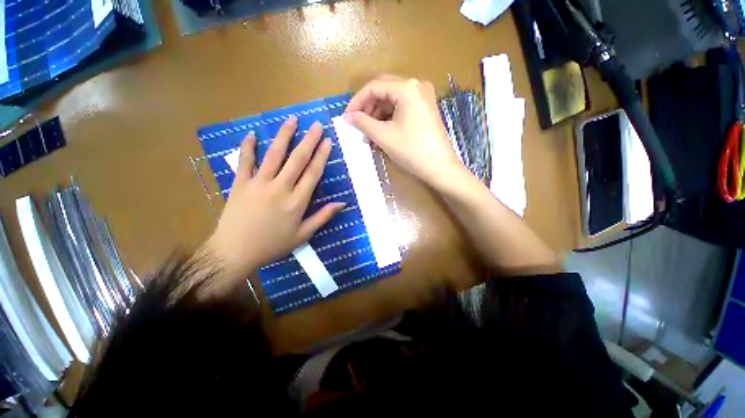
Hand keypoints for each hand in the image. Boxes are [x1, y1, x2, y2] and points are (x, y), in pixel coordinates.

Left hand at [203, 117, 343, 283]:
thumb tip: (342, 203)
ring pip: (273, 155)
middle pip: (297, 160)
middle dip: (309, 140)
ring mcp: (258, 183)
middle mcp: (279, 188)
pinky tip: (253, 134)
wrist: (234, 252)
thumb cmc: (272, 245)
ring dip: (284, 136)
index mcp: (296, 202)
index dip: (321, 156)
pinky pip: (244, 161)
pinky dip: (248, 147)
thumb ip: (323, 217)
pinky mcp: (240, 184)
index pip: (312, 173)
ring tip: (292, 120)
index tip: (328, 141)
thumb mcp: (303, 235)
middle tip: (316, 125)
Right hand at [345, 75, 465, 188]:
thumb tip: (348, 116)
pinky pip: (401, 110)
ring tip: (369, 137)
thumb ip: (363, 122)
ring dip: (377, 118)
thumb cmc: (412, 150)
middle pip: (383, 92)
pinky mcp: (425, 110)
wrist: (440, 168)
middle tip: (358, 127)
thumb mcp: (384, 136)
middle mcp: (416, 86)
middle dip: (368, 110)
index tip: (347, 117)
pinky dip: (389, 121)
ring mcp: (423, 98)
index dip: (357, 101)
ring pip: (392, 102)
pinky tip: (381, 136)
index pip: (374, 87)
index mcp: (407, 87)